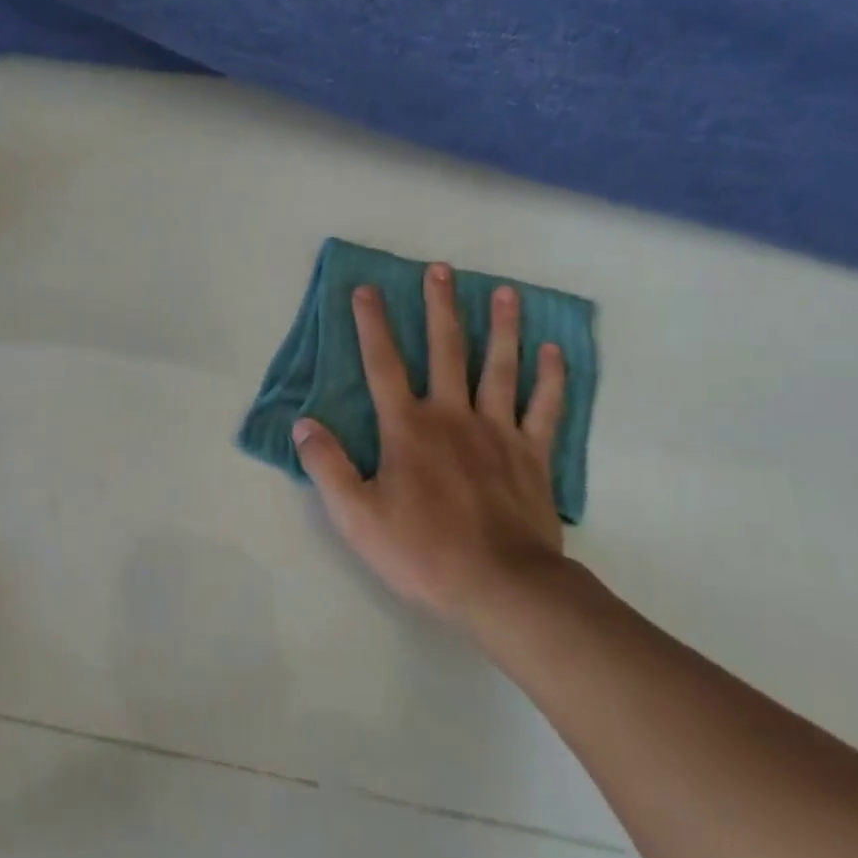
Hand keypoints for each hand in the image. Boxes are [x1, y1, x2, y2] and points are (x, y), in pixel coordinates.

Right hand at [292, 266, 567, 630]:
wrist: (502, 587)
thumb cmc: (422, 551)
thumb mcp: (356, 515)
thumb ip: (327, 465)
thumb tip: (303, 423)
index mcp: (407, 428)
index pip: (382, 365)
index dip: (371, 325)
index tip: (366, 289)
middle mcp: (452, 416)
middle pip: (445, 350)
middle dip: (439, 307)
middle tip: (440, 269)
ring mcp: (498, 432)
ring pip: (500, 367)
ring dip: (501, 327)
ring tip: (504, 291)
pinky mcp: (533, 455)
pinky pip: (545, 407)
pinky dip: (551, 377)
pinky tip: (553, 351)